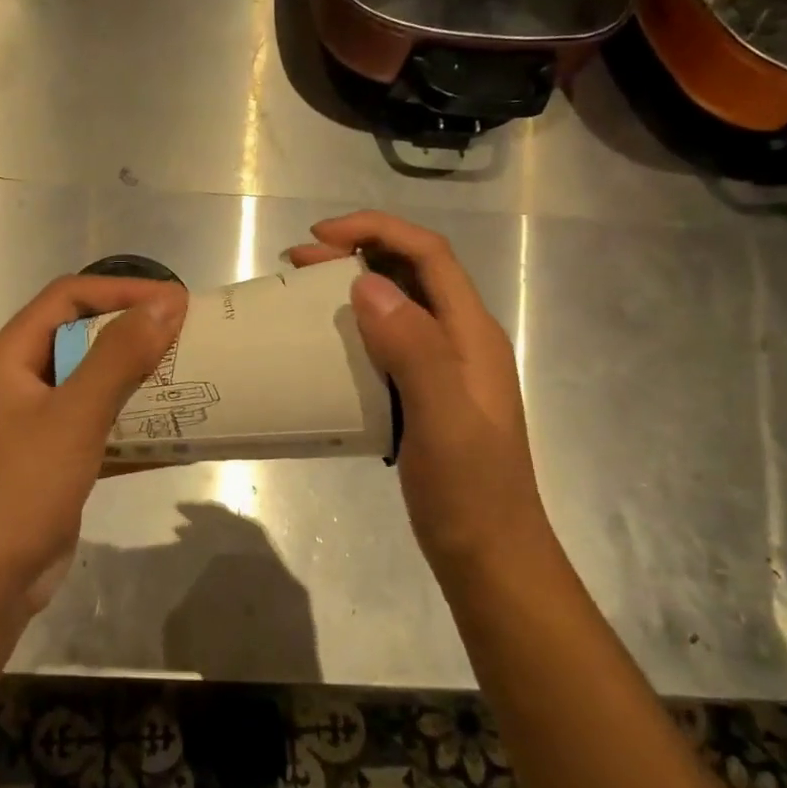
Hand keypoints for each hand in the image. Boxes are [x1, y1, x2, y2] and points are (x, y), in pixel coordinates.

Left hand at [0, 275, 185, 606]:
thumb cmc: (19, 489)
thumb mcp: (74, 416)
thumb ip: (119, 357)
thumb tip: (166, 304)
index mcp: (9, 357)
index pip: (68, 298)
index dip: (122, 291)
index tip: (176, 302)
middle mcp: (19, 382)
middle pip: (82, 339)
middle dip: (135, 335)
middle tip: (189, 338)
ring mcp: (36, 425)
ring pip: (94, 385)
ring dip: (139, 382)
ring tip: (190, 380)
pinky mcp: (53, 462)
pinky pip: (99, 429)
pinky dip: (133, 427)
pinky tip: (175, 434)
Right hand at [287, 212, 548, 569]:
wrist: (490, 556)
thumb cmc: (469, 490)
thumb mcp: (443, 419)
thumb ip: (412, 348)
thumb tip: (366, 283)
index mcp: (472, 334)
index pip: (429, 255)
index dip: (377, 231)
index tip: (319, 238)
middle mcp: (461, 340)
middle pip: (412, 273)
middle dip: (357, 252)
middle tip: (296, 263)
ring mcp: (444, 369)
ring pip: (398, 306)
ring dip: (353, 288)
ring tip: (303, 293)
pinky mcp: (424, 395)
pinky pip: (388, 344)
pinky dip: (355, 329)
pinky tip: (326, 346)